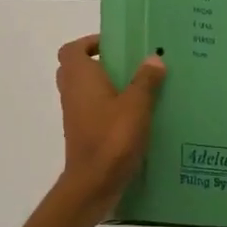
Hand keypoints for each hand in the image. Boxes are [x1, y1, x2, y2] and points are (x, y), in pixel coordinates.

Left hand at [55, 35, 166, 219]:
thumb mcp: (136, 105)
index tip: (114, 45)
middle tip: (128, 65)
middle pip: (77, 69)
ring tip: (138, 88)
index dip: (89, 42)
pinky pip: (92, 111)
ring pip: (85, 91)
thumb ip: (145, 80)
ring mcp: (75, 115)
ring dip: (105, 87)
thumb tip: (154, 58)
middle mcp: (72, 93)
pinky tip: (135, 115)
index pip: (72, 49)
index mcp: (80, 78)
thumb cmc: (112, 138)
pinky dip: (107, 108)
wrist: (93, 184)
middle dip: (100, 63)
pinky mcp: (83, 134)